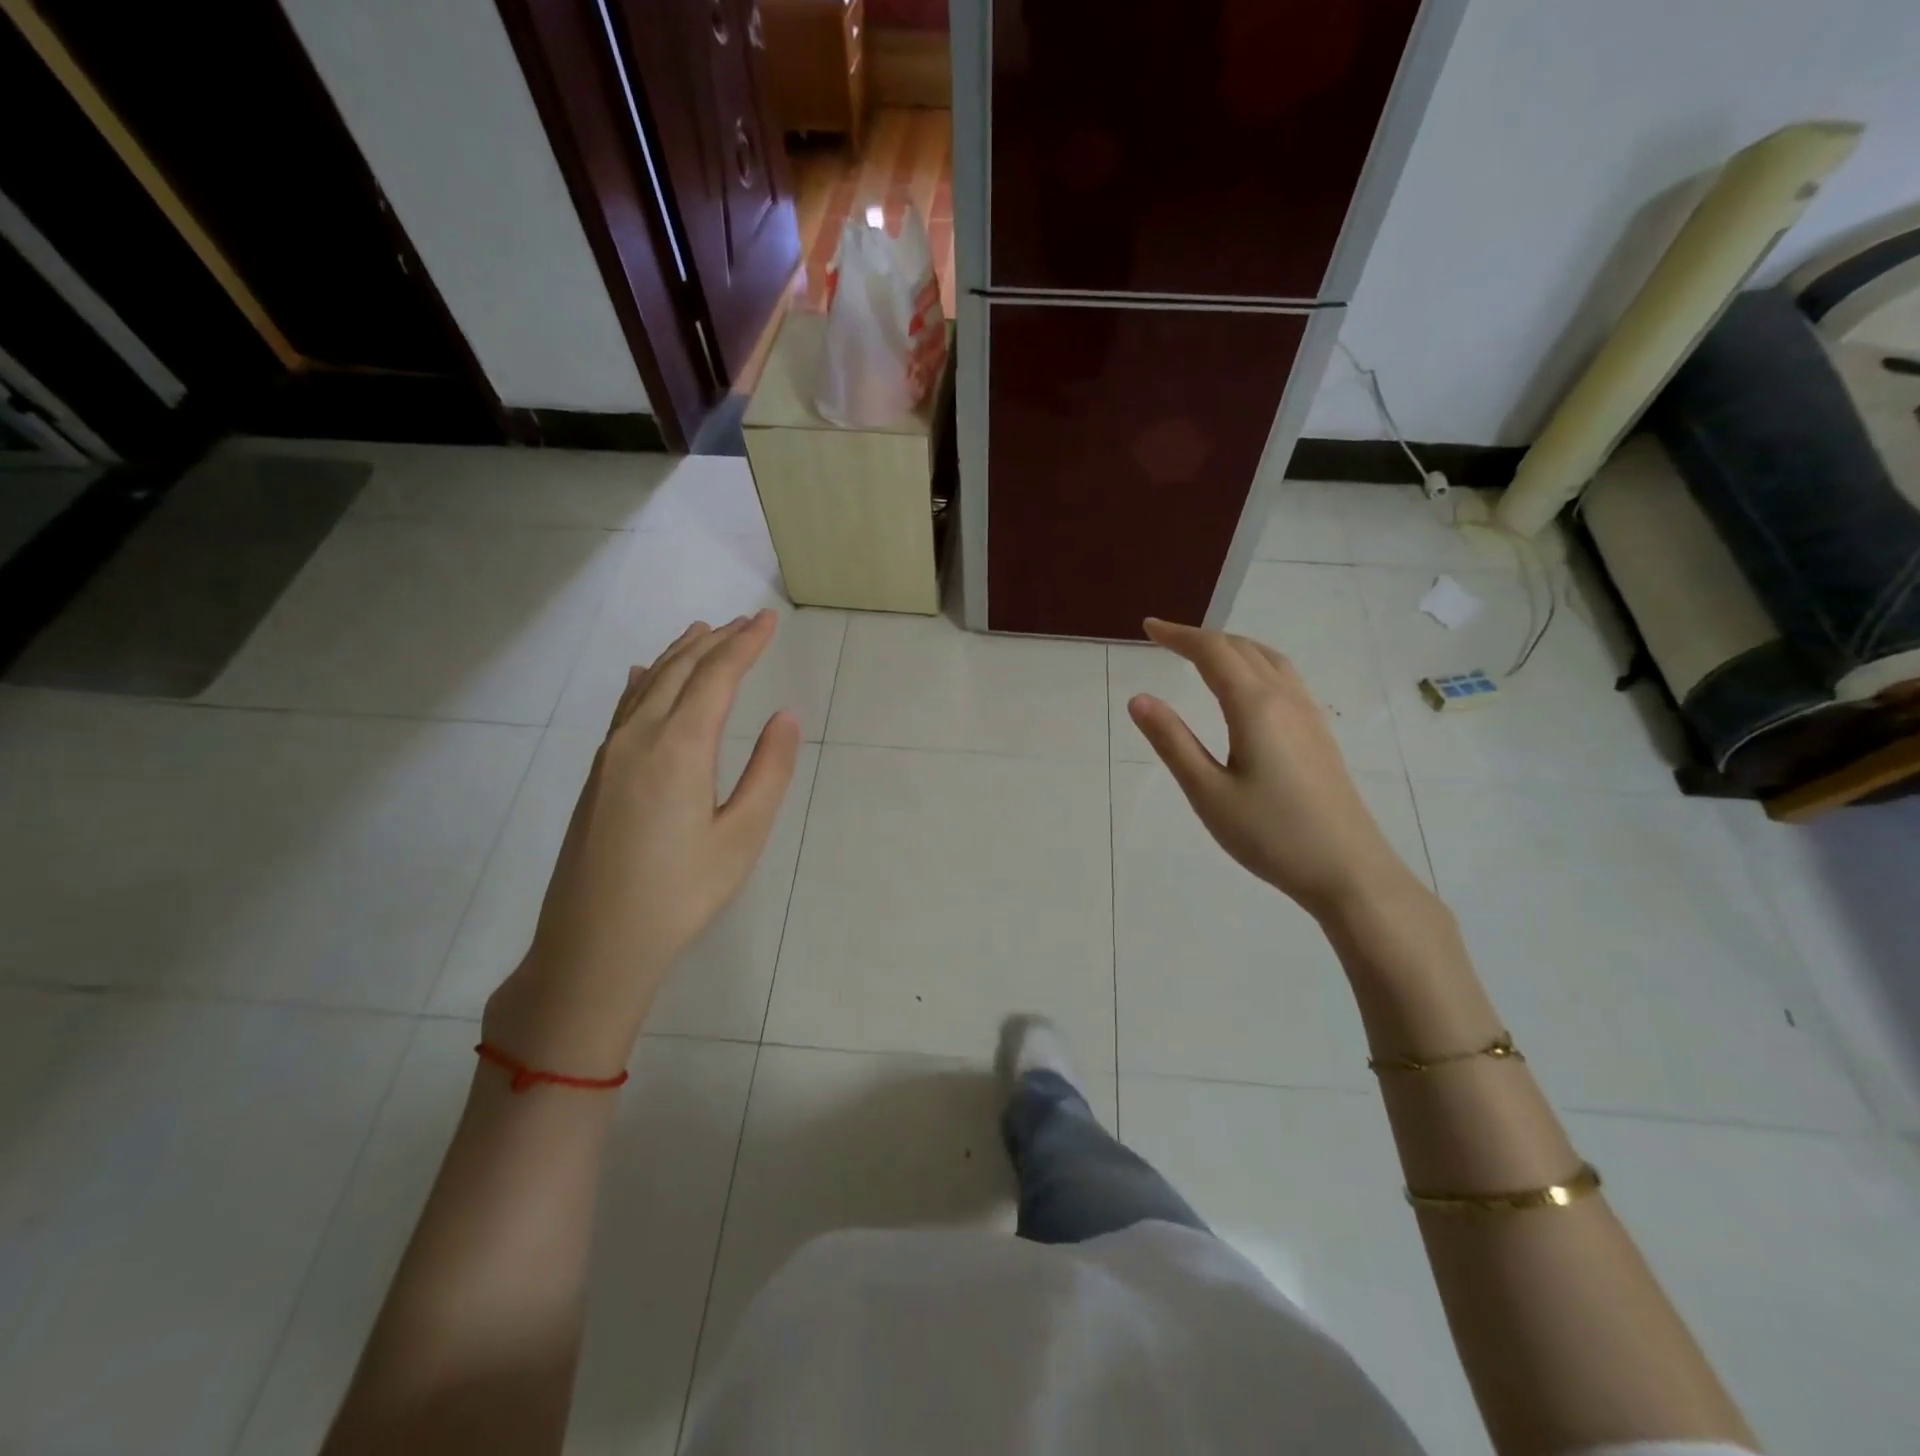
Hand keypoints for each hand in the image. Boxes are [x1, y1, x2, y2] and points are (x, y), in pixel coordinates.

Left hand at [484, 612, 800, 1070]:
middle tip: (746, 621)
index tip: (767, 620)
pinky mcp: (597, 775)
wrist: (595, 944)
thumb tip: (785, 715)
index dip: (745, 644)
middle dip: (716, 641)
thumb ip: (768, 771)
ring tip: (703, 631)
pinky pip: (624, 709)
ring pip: (649, 685)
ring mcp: (610, 755)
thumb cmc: (681, 894)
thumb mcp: (742, 837)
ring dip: (680, 655)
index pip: (716, 677)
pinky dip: (644, 682)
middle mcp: (639, 738)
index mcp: (680, 748)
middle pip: (680, 671)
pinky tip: (645, 674)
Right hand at [1126, 618, 1421, 921]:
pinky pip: (1284, 676)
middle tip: (1164, 639)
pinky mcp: (1319, 732)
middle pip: (1241, 648)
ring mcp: (1308, 714)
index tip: (1148, 628)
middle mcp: (1285, 698)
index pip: (1212, 652)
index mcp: (1255, 706)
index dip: (1178, 635)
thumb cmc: (1270, 835)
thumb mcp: (1208, 792)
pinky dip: (1254, 662)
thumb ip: (1172, 741)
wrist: (1349, 870)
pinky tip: (1247, 686)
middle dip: (1200, 638)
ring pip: (1268, 658)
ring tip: (1202, 654)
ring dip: (1231, 646)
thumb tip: (1138, 697)